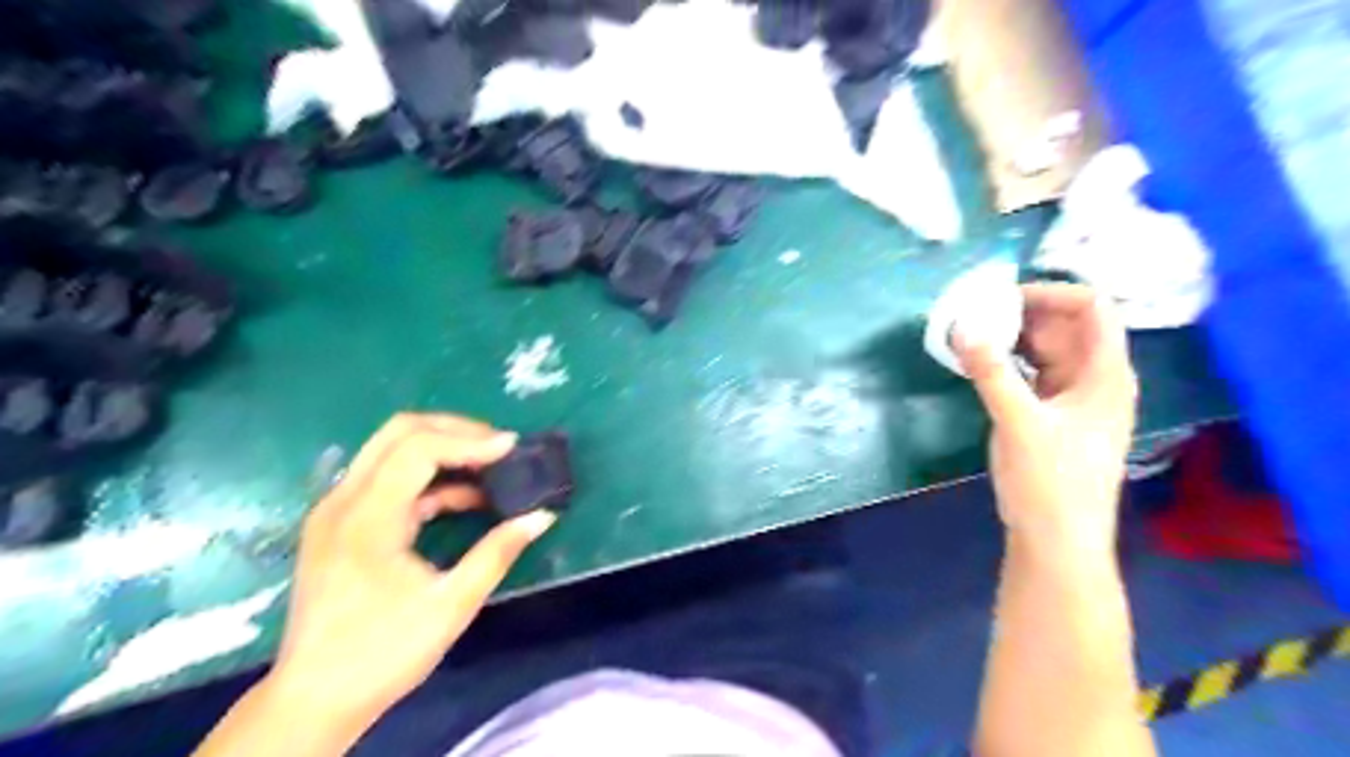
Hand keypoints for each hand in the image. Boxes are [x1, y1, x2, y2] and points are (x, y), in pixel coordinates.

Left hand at [266, 416, 554, 729]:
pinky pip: (387, 479)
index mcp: (367, 517)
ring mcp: (337, 510)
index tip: (513, 448)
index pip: (419, 449)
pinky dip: (428, 476)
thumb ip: (498, 552)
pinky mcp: (340, 524)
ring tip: (489, 465)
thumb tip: (542, 517)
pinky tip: (465, 497)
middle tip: (498, 445)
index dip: (470, 441)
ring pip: (391, 449)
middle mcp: (344, 501)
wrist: (313, 700)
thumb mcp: (451, 604)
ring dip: (442, 448)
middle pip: (399, 432)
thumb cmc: (383, 654)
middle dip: (455, 430)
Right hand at [952, 284, 1129, 560]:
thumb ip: (991, 372)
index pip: (1092, 308)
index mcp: (1105, 373)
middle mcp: (1093, 378)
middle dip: (1021, 314)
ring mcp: (1071, 396)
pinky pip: (1030, 372)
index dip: (1051, 293)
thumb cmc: (1051, 481)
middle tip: (974, 314)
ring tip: (971, 333)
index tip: (1003, 298)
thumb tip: (962, 326)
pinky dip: (1006, 361)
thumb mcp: (1019, 423)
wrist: (1056, 538)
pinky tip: (979, 362)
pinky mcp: (1050, 412)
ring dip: (1010, 337)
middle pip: (1064, 325)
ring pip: (1044, 349)